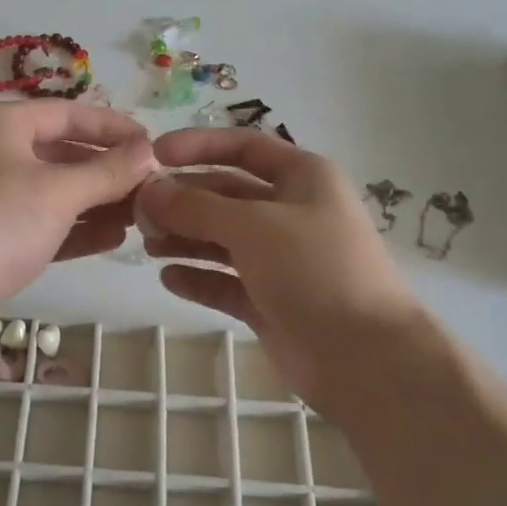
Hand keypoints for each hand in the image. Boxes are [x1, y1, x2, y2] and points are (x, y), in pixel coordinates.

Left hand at [0, 100, 156, 310]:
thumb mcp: (60, 192)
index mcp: (2, 124)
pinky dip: (75, 227)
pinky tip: (113, 237)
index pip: (69, 114)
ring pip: (54, 190)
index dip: (114, 128)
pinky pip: (43, 222)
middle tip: (152, 185)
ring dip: (97, 201)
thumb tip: (150, 152)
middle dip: (108, 170)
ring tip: (141, 214)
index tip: (154, 144)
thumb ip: (109, 170)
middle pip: (63, 152)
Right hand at [136, 129, 423, 415]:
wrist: (367, 359)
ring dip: (185, 237)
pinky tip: (168, 278)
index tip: (153, 155)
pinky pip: (225, 281)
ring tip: (148, 244)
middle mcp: (291, 212)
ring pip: (222, 238)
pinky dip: (198, 277)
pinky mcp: (270, 300)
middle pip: (226, 194)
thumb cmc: (315, 270)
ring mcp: (281, 259)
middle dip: (183, 199)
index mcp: (302, 178)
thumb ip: (196, 206)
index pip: (243, 146)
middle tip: (138, 211)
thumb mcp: (253, 225)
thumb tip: (148, 191)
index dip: (198, 146)